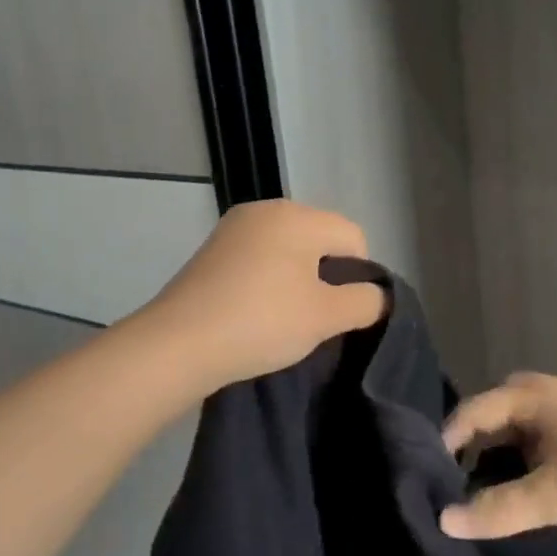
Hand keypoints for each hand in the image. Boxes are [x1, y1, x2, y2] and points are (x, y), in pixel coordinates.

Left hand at [140, 200, 386, 391]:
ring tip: (285, 318)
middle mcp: (265, 210)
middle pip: (320, 238)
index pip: (353, 237)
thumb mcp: (326, 316)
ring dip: (297, 280)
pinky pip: (258, 259)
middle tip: (315, 318)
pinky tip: (257, 312)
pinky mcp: (212, 252)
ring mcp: (233, 229)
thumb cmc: (262, 322)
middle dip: (327, 276)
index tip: (341, 312)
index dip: (359, 276)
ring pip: (288, 250)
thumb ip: (365, 302)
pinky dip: (268, 281)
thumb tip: (379, 295)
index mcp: (297, 215)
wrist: (177, 345)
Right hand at [439, 372, 556, 538]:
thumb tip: (441, 521)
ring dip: (497, 472)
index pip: (464, 417)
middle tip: (451, 504)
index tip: (424, 490)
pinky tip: (523, 502)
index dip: (441, 451)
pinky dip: (522, 472)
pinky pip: (531, 446)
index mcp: (525, 393)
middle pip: (484, 429)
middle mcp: (536, 392)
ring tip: (482, 510)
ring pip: (509, 440)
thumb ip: (499, 509)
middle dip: (467, 465)